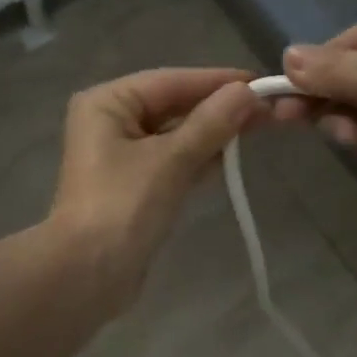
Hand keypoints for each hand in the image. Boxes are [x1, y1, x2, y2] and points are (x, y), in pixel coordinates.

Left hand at [49, 67, 261, 300]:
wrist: (87, 276)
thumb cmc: (123, 206)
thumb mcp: (171, 160)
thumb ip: (211, 123)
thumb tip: (248, 91)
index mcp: (107, 103)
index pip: (171, 81)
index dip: (217, 81)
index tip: (262, 82)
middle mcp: (110, 121)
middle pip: (173, 105)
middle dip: (218, 108)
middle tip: (269, 110)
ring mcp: (120, 155)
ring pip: (175, 134)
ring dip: (212, 133)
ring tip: (260, 128)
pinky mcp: (133, 185)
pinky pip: (172, 160)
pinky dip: (199, 158)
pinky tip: (231, 159)